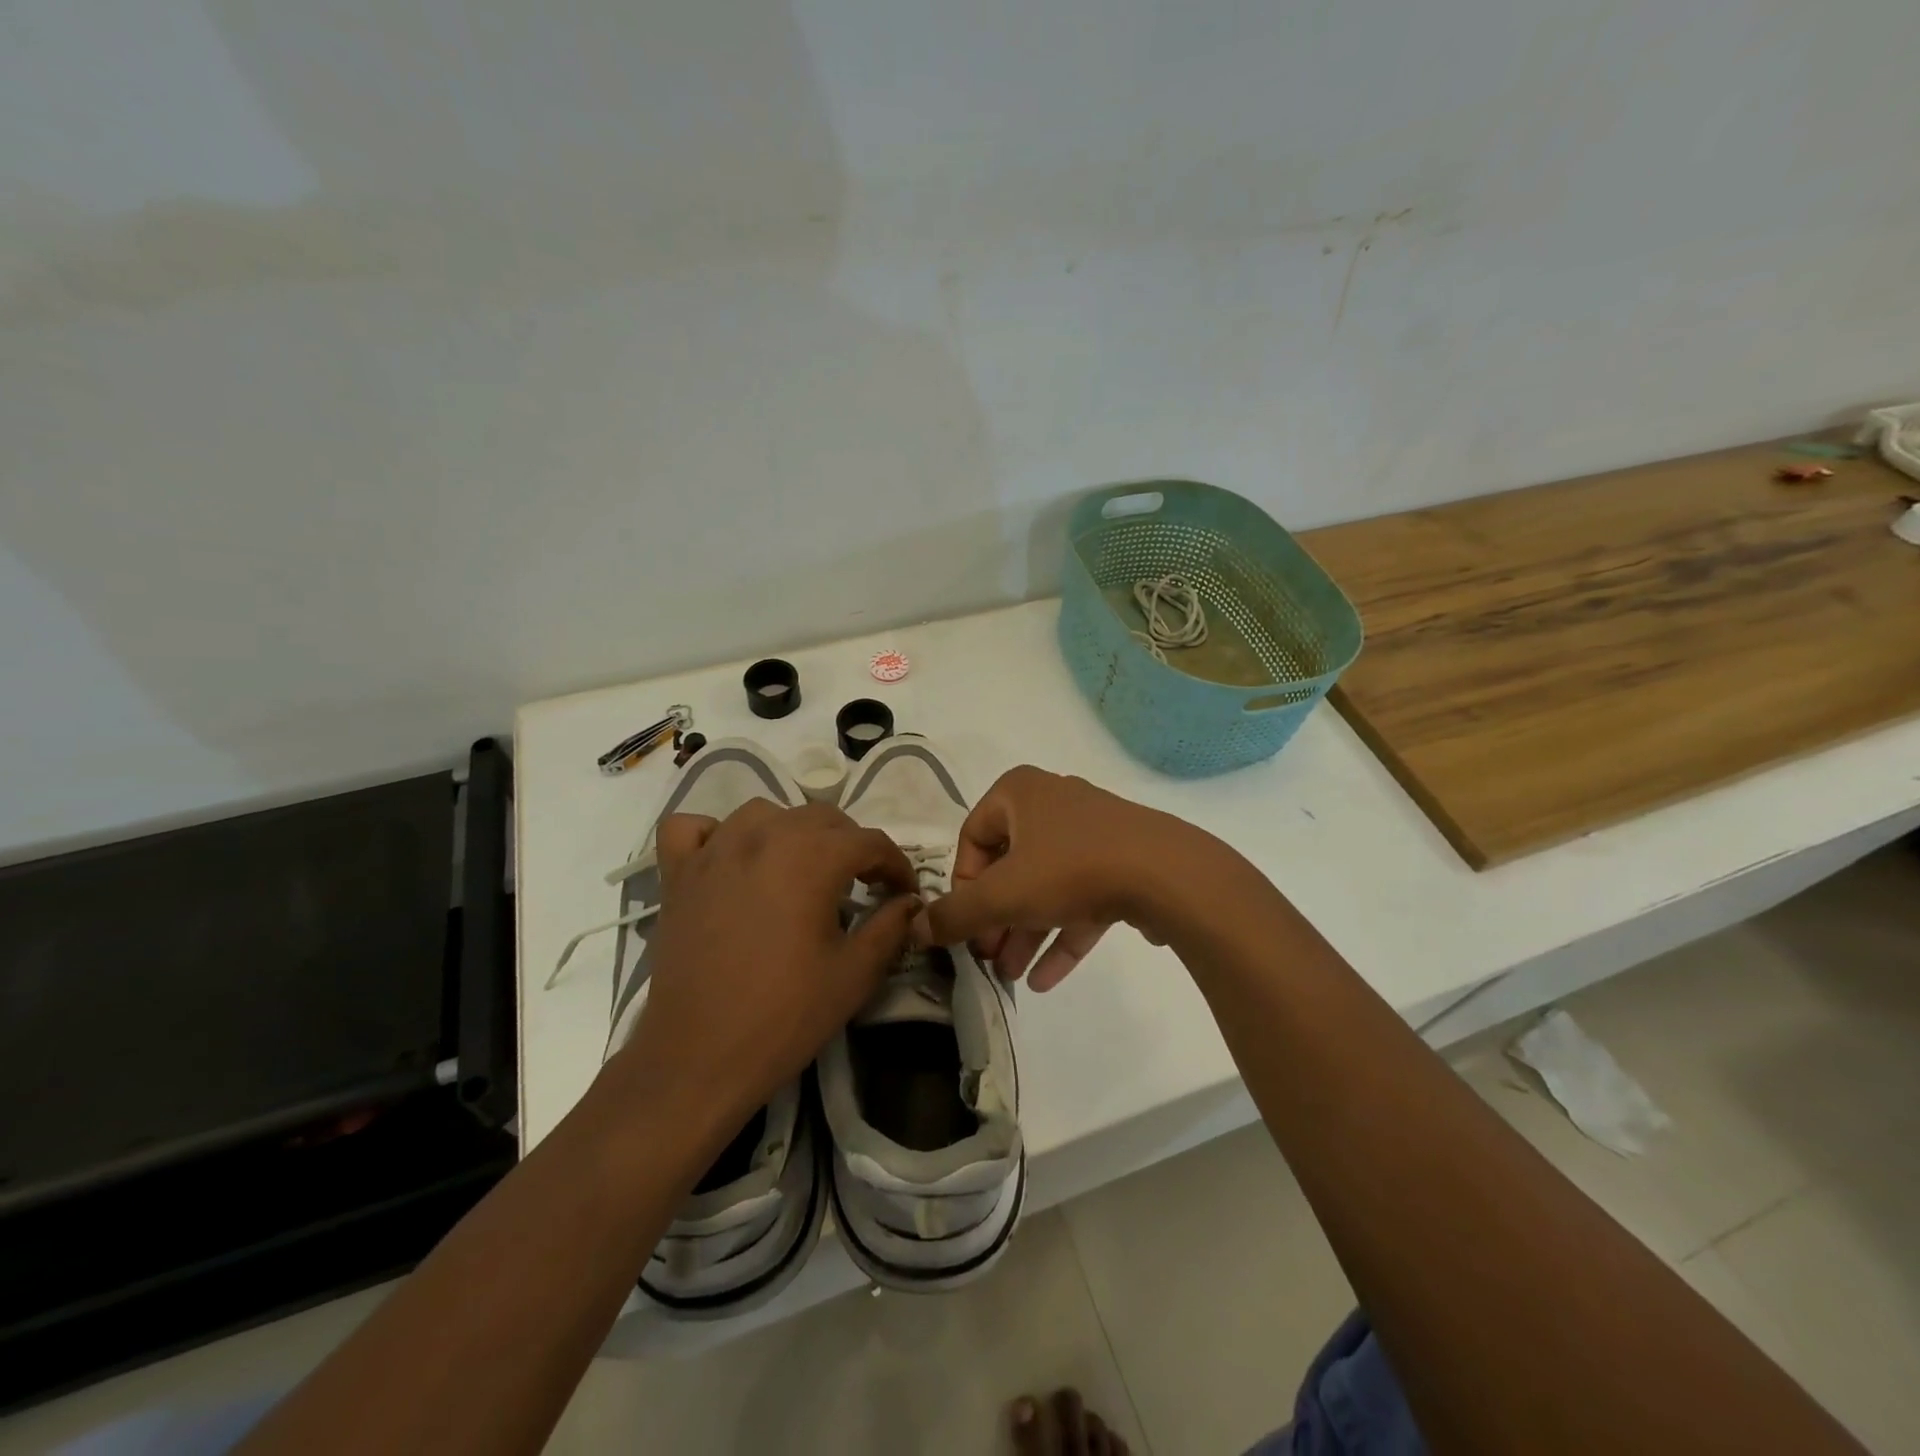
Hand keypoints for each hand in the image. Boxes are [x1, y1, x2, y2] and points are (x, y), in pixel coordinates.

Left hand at [612, 799, 918, 1142]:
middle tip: (861, 884)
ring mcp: (714, 851)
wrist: (698, 1058)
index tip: (904, 892)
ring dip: (793, 832)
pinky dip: (714, 833)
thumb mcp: (856, 973)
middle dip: (851, 845)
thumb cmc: (785, 1015)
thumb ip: (891, 926)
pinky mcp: (678, 874)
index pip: (869, 841)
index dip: (896, 865)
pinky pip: (693, 828)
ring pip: (764, 813)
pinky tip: (730, 859)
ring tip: (801, 868)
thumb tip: (910, 902)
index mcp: (811, 857)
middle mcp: (763, 836)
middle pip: (821, 817)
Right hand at [914, 766, 1208, 991]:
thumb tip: (915, 928)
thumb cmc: (1070, 869)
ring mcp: (1093, 833)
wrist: (1167, 874)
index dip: (963, 885)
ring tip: (1009, 977)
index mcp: (1020, 793)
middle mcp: (1054, 804)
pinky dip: (1062, 934)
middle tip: (987, 957)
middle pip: (1010, 866)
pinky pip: (1082, 899)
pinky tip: (1045, 980)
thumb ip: (955, 913)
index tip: (965, 924)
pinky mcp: (1122, 863)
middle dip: (996, 918)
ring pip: (1046, 886)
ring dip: (1024, 932)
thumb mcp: (1002, 895)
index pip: (973, 837)